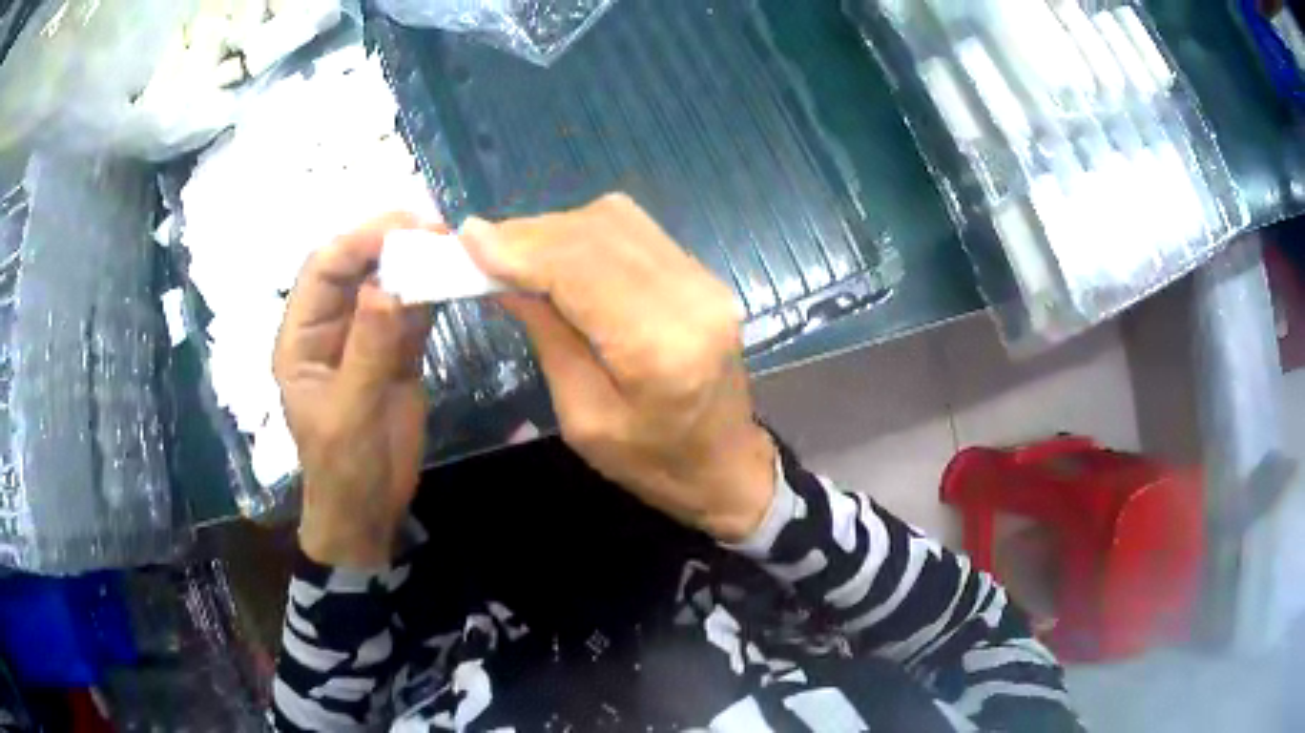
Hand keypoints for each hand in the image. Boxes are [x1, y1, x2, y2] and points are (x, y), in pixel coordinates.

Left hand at [273, 213, 433, 567]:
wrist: (369, 510)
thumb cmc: (342, 468)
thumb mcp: (349, 413)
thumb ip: (367, 351)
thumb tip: (388, 287)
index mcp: (302, 337)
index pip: (323, 270)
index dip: (357, 243)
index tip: (402, 229)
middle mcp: (331, 327)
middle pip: (357, 267)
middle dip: (391, 244)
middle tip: (435, 228)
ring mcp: (366, 337)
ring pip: (389, 285)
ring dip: (417, 265)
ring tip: (452, 246)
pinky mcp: (397, 352)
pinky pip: (413, 313)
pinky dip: (433, 295)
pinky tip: (454, 280)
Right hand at [462, 194, 776, 541]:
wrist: (727, 465)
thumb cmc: (652, 463)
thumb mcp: (583, 417)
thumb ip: (548, 336)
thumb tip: (504, 275)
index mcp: (661, 348)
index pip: (582, 269)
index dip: (521, 247)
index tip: (467, 238)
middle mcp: (691, 297)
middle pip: (599, 233)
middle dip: (531, 234)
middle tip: (481, 248)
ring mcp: (704, 278)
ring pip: (616, 221)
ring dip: (556, 230)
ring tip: (513, 253)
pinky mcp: (702, 273)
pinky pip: (633, 231)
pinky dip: (585, 234)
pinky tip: (556, 255)